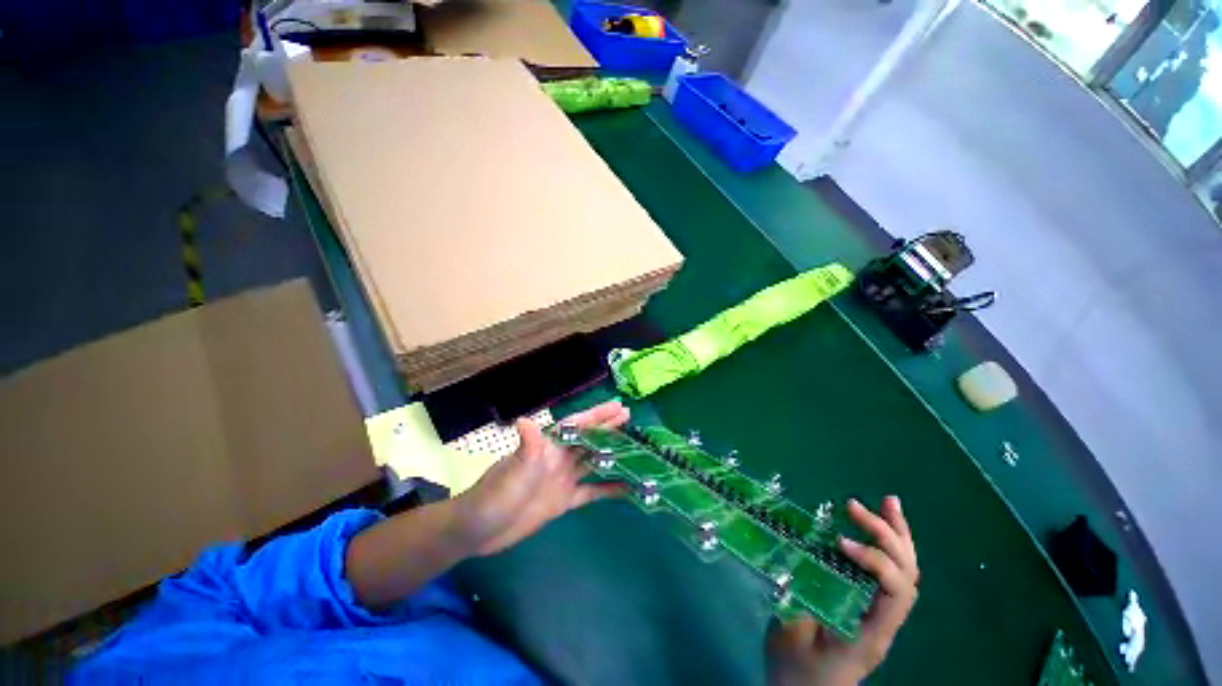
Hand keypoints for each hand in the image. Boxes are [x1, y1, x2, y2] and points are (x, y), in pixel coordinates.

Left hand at [456, 401, 630, 555]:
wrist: (480, 530)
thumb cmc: (496, 494)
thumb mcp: (513, 469)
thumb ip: (526, 446)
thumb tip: (525, 419)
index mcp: (549, 447)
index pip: (578, 425)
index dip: (598, 415)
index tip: (618, 406)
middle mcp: (560, 459)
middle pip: (590, 439)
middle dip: (609, 427)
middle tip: (630, 416)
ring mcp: (563, 480)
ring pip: (593, 462)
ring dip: (612, 454)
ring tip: (634, 448)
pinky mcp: (564, 501)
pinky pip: (591, 492)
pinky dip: (609, 490)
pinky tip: (626, 488)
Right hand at [766, 496, 918, 685]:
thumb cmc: (797, 671)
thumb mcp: (790, 634)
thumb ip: (793, 593)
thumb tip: (789, 554)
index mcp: (870, 632)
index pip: (895, 592)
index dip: (874, 560)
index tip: (839, 542)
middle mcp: (884, 621)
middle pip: (906, 575)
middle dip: (885, 535)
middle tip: (853, 506)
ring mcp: (881, 614)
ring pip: (906, 572)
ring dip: (898, 534)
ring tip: (888, 501)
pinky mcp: (869, 606)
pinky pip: (890, 573)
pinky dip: (889, 545)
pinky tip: (881, 524)